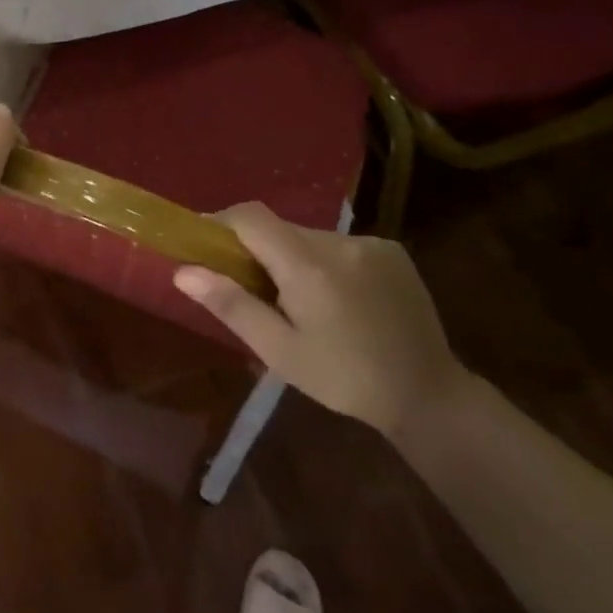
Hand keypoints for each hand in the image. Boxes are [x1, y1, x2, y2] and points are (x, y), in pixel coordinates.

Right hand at [172, 203, 465, 438]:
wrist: (429, 395)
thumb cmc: (344, 379)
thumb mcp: (279, 351)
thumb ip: (231, 305)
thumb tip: (183, 271)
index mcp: (308, 266)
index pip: (250, 216)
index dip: (220, 222)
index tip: (203, 244)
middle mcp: (339, 242)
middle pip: (279, 227)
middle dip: (256, 249)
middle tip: (247, 287)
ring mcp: (370, 243)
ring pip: (309, 237)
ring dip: (291, 257)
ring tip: (296, 301)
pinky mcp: (392, 250)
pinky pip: (339, 245)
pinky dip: (323, 262)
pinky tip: (335, 299)